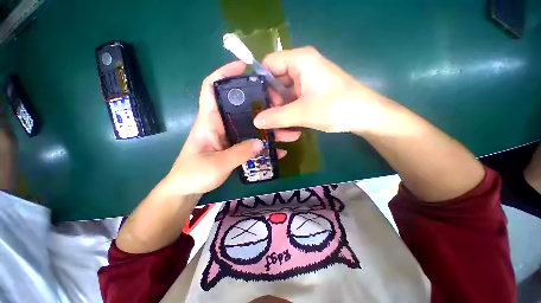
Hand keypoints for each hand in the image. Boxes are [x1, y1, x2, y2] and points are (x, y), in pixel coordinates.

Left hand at [162, 61, 298, 195]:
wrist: (188, 189)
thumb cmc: (193, 174)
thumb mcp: (217, 164)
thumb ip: (239, 153)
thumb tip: (261, 143)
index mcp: (209, 121)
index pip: (212, 88)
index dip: (224, 74)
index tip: (245, 68)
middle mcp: (221, 124)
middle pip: (241, 106)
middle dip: (260, 103)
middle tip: (280, 104)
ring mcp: (231, 136)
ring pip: (252, 126)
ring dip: (270, 129)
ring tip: (290, 132)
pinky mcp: (236, 147)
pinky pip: (253, 142)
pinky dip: (266, 145)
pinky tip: (280, 150)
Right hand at [253, 46, 394, 133]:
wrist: (366, 115)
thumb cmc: (336, 108)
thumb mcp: (302, 113)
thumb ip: (276, 117)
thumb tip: (255, 121)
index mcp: (300, 60)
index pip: (268, 64)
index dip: (260, 82)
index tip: (256, 103)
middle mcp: (302, 66)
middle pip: (275, 79)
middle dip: (271, 99)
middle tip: (267, 118)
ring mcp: (307, 79)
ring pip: (284, 91)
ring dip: (280, 108)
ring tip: (277, 123)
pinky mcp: (311, 91)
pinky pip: (293, 98)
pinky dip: (289, 109)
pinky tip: (288, 122)